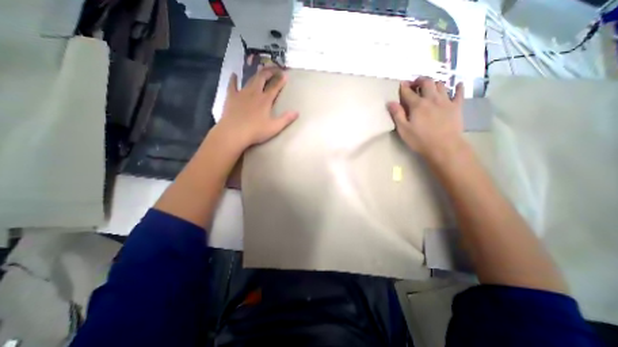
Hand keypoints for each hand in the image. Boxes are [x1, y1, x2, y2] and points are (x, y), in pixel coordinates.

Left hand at [217, 66, 299, 149]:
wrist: (234, 133)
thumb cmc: (255, 131)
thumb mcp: (274, 127)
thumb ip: (286, 119)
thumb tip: (297, 112)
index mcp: (265, 100)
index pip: (275, 87)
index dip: (280, 80)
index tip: (285, 74)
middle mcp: (254, 93)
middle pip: (262, 78)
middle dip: (269, 72)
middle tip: (274, 68)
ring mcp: (241, 93)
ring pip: (250, 80)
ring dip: (256, 74)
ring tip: (260, 70)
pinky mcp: (231, 97)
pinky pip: (232, 85)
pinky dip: (233, 79)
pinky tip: (234, 74)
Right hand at [387, 76, 466, 159]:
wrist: (444, 147)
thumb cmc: (420, 140)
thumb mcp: (403, 129)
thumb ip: (397, 115)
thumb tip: (390, 102)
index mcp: (417, 105)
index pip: (408, 92)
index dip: (404, 87)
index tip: (401, 84)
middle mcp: (432, 99)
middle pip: (426, 83)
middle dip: (419, 81)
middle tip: (415, 83)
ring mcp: (446, 101)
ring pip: (441, 85)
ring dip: (434, 83)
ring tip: (430, 87)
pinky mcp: (457, 107)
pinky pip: (459, 93)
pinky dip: (458, 87)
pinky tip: (458, 85)